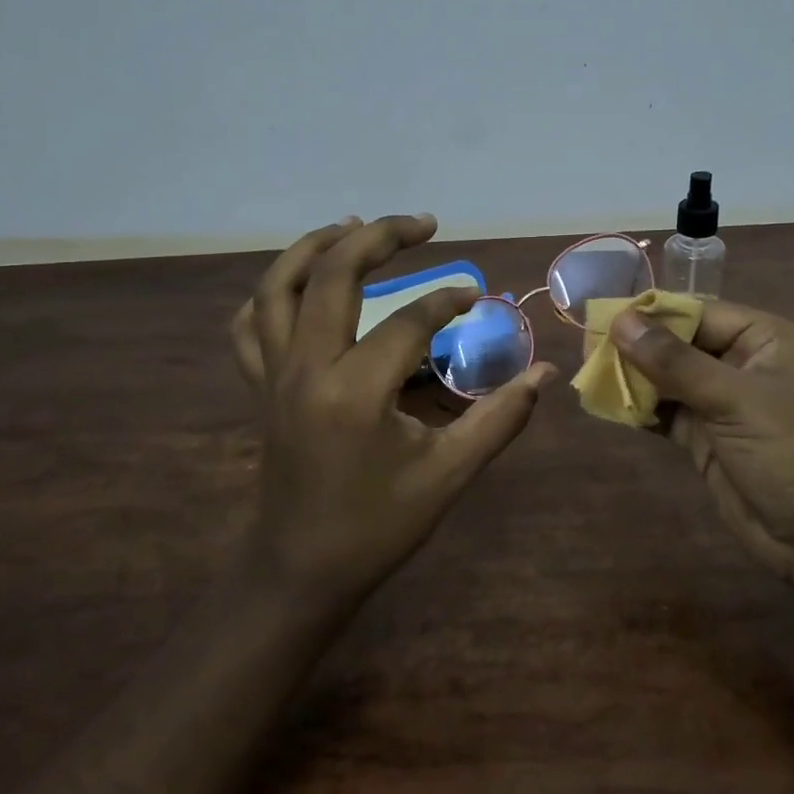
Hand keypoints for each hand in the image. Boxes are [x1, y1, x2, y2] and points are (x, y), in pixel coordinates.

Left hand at [230, 214, 558, 604]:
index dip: (447, 300)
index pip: (408, 320)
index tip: (476, 296)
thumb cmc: (377, 526)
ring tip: (354, 225)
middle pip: (333, 275)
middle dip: (379, 238)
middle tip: (422, 223)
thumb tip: (545, 373)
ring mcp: (273, 375)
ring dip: (315, 246)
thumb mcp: (448, 475)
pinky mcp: (259, 388)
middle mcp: (306, 368)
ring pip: (277, 287)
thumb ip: (499, 419)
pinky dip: (269, 294)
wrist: (300, 570)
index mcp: (355, 391)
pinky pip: (248, 326)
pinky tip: (297, 284)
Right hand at [610, 300, 793, 605]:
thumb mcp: (734, 399)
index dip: (651, 313)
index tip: (602, 316)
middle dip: (635, 346)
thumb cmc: (793, 452)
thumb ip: (674, 362)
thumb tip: (620, 321)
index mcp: (764, 340)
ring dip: (632, 378)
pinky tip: (606, 404)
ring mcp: (723, 405)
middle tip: (584, 346)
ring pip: (668, 380)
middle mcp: (743, 365)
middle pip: (679, 344)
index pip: (698, 312)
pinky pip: (666, 414)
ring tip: (587, 373)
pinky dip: (639, 409)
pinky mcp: (707, 440)